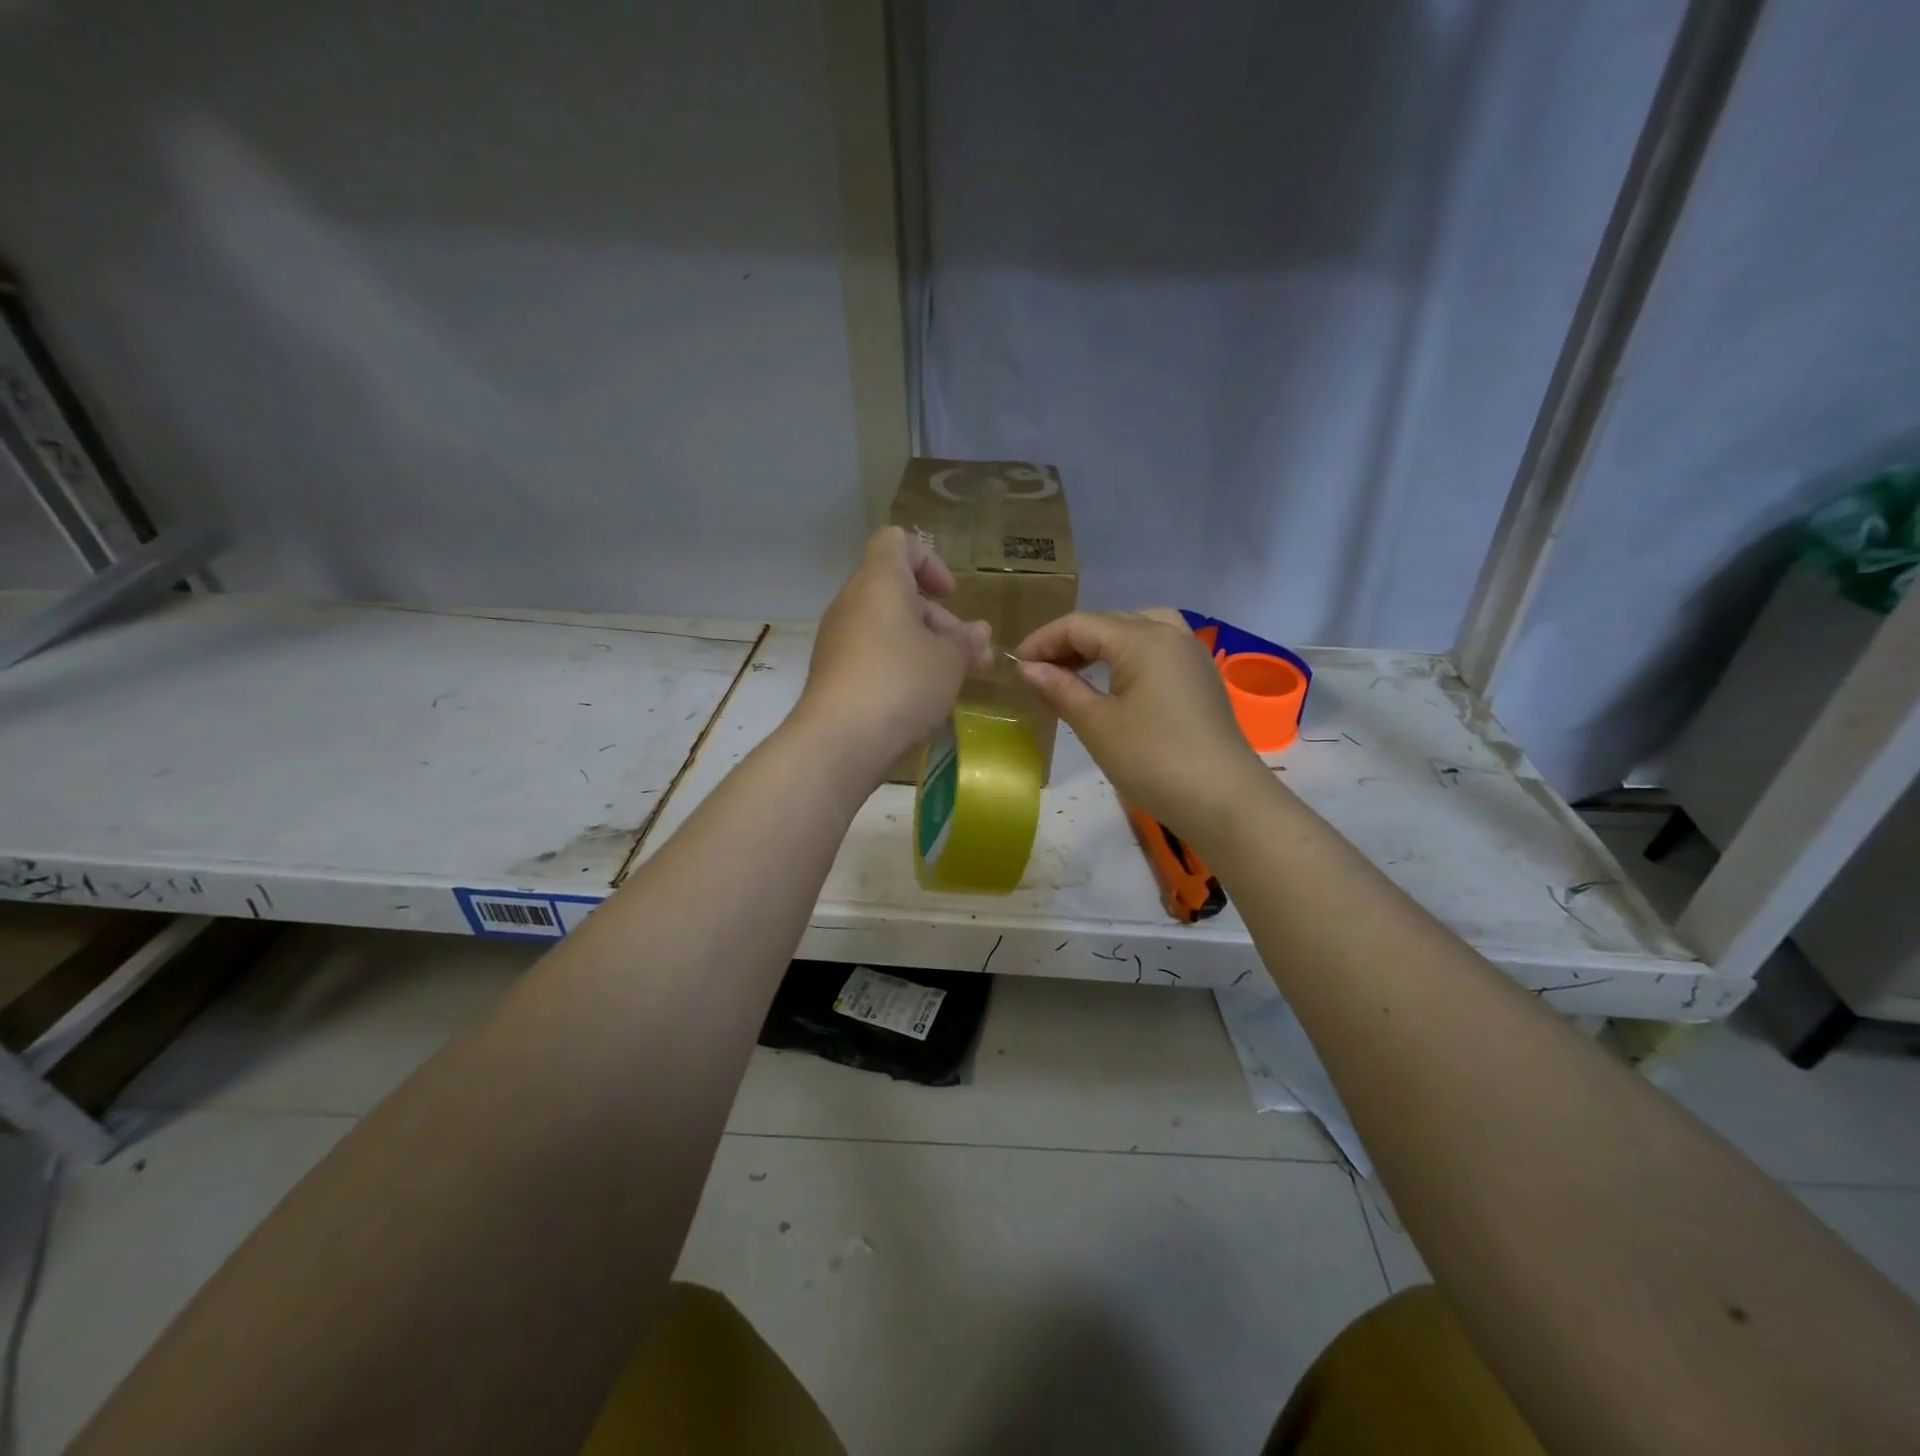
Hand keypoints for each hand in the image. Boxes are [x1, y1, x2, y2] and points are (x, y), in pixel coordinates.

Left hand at [794, 526, 991, 781]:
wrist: (839, 741)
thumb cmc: (901, 684)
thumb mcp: (949, 661)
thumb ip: (966, 641)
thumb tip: (978, 632)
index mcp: (879, 582)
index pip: (896, 542)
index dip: (929, 560)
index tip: (950, 596)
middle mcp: (852, 602)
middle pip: (896, 589)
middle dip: (936, 616)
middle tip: (968, 653)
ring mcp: (837, 639)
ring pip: (885, 625)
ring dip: (922, 644)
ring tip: (953, 680)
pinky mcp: (833, 672)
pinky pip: (871, 653)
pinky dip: (898, 664)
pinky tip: (921, 698)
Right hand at [1015, 609, 1273, 845]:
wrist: (1224, 800)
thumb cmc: (1153, 760)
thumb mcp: (1097, 725)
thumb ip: (1060, 690)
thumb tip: (1027, 668)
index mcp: (1143, 638)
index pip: (1080, 625)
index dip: (1043, 641)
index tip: (1015, 665)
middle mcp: (1171, 634)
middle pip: (1109, 622)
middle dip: (1070, 642)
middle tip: (1040, 672)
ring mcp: (1191, 655)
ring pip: (1137, 631)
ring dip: (1101, 646)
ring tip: (1075, 671)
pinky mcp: (1201, 679)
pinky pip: (1157, 650)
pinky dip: (1128, 657)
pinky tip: (1114, 684)